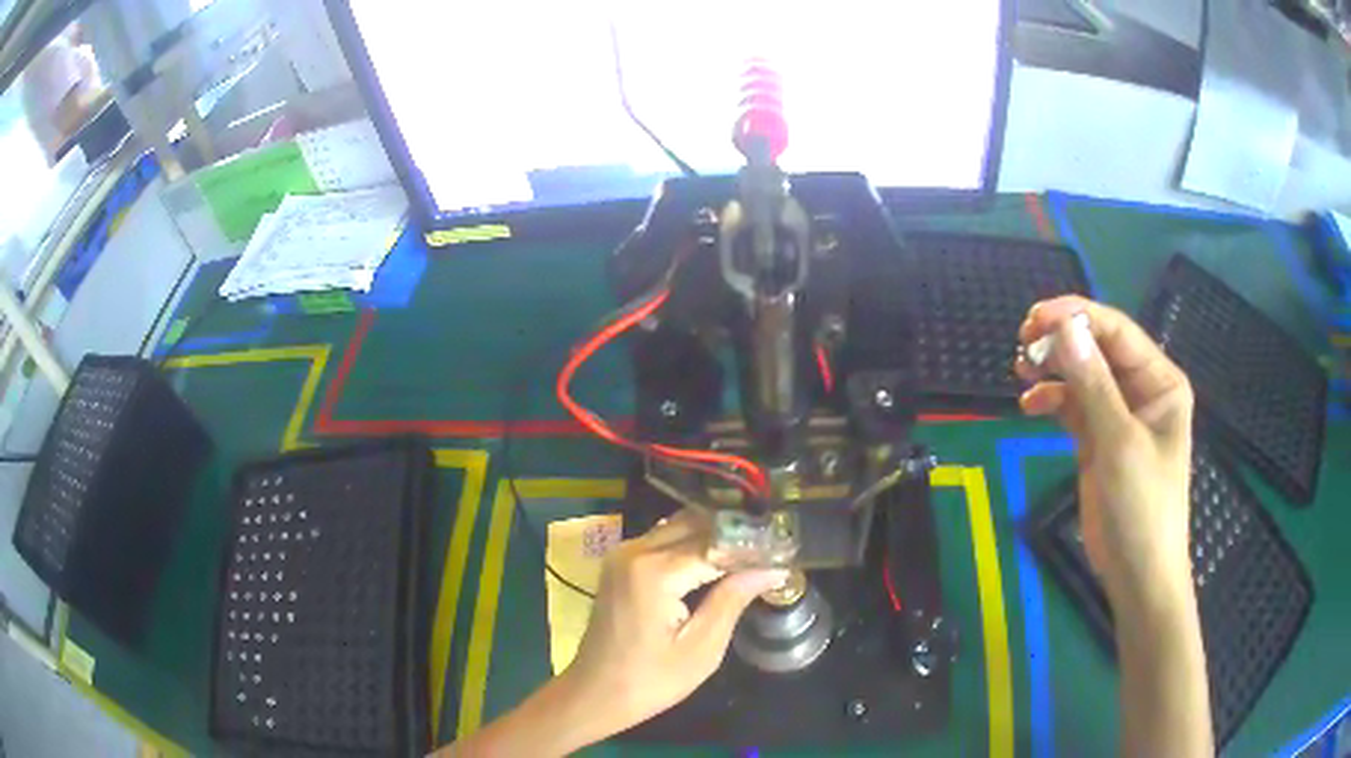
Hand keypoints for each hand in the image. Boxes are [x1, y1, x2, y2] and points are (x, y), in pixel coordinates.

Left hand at [564, 512, 787, 735]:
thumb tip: (773, 568)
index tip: (785, 550)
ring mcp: (622, 553)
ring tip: (751, 554)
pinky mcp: (619, 563)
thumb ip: (732, 600)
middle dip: (735, 535)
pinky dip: (691, 544)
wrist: (594, 693)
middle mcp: (635, 550)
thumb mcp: (701, 649)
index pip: (716, 543)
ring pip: (679, 527)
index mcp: (654, 571)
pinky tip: (717, 562)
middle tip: (772, 550)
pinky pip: (662, 540)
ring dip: (714, 537)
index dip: (752, 546)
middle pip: (696, 524)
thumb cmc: (650, 681)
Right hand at [1016, 296, 1193, 613]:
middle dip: (1061, 342)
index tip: (1036, 318)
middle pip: (1097, 350)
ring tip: (1021, 370)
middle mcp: (1141, 390)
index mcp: (1159, 381)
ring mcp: (1119, 416)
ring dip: (1053, 370)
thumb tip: (1065, 327)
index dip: (1078, 317)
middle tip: (1023, 342)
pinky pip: (1073, 408)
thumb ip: (1094, 384)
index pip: (1117, 332)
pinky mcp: (1099, 441)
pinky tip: (1030, 406)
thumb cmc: (1142, 507)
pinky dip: (1052, 402)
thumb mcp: (1119, 443)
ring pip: (1082, 377)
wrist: (1137, 573)